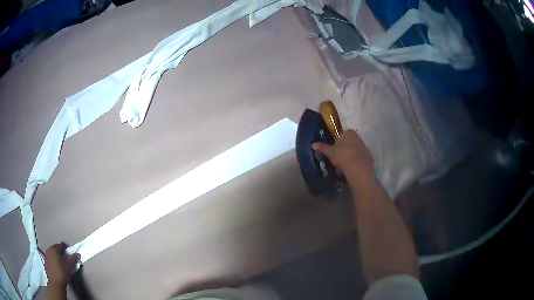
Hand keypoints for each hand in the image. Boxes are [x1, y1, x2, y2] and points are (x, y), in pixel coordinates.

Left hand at [45, 243, 80, 288]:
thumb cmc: (63, 273)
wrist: (56, 283)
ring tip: (62, 265)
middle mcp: (49, 249)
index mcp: (54, 248)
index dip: (66, 250)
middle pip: (56, 249)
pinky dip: (54, 262)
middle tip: (66, 261)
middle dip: (61, 253)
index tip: (70, 256)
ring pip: (52, 254)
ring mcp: (46, 256)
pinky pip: (50, 259)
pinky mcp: (45, 262)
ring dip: (57, 257)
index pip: (61, 245)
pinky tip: (57, 268)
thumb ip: (73, 259)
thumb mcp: (70, 266)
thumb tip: (78, 254)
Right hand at [312, 130, 373, 177]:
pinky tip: (350, 169)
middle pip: (349, 142)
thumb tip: (313, 144)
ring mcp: (364, 146)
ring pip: (354, 150)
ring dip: (349, 156)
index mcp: (348, 133)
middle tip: (337, 159)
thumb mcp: (330, 152)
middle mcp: (357, 137)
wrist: (358, 167)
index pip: (342, 135)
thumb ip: (323, 147)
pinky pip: (359, 158)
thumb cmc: (342, 156)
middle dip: (344, 149)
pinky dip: (355, 162)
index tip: (333, 151)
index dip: (337, 142)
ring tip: (343, 167)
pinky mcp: (368, 156)